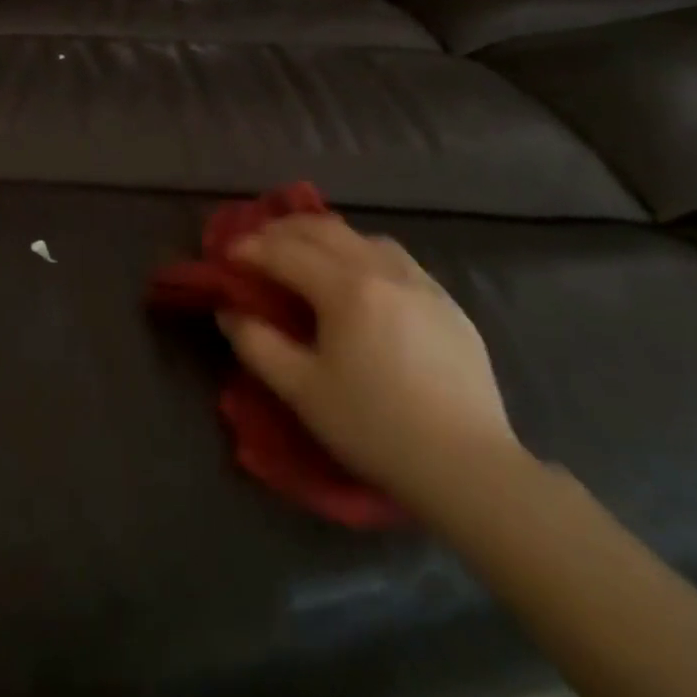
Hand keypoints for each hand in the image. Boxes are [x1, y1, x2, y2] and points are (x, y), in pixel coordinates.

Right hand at [219, 215, 519, 509]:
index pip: (285, 251)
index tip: (227, 256)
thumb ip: (257, 344)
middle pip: (323, 229)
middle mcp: (382, 270)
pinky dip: (362, 253)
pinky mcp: (446, 301)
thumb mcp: (302, 391)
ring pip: (361, 236)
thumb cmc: (375, 428)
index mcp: (345, 288)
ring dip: (324, 236)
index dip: (250, 249)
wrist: (469, 467)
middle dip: (282, 230)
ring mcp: (420, 281)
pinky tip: (360, 279)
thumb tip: (230, 311)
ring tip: (306, 254)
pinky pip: (394, 258)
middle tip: (257, 244)